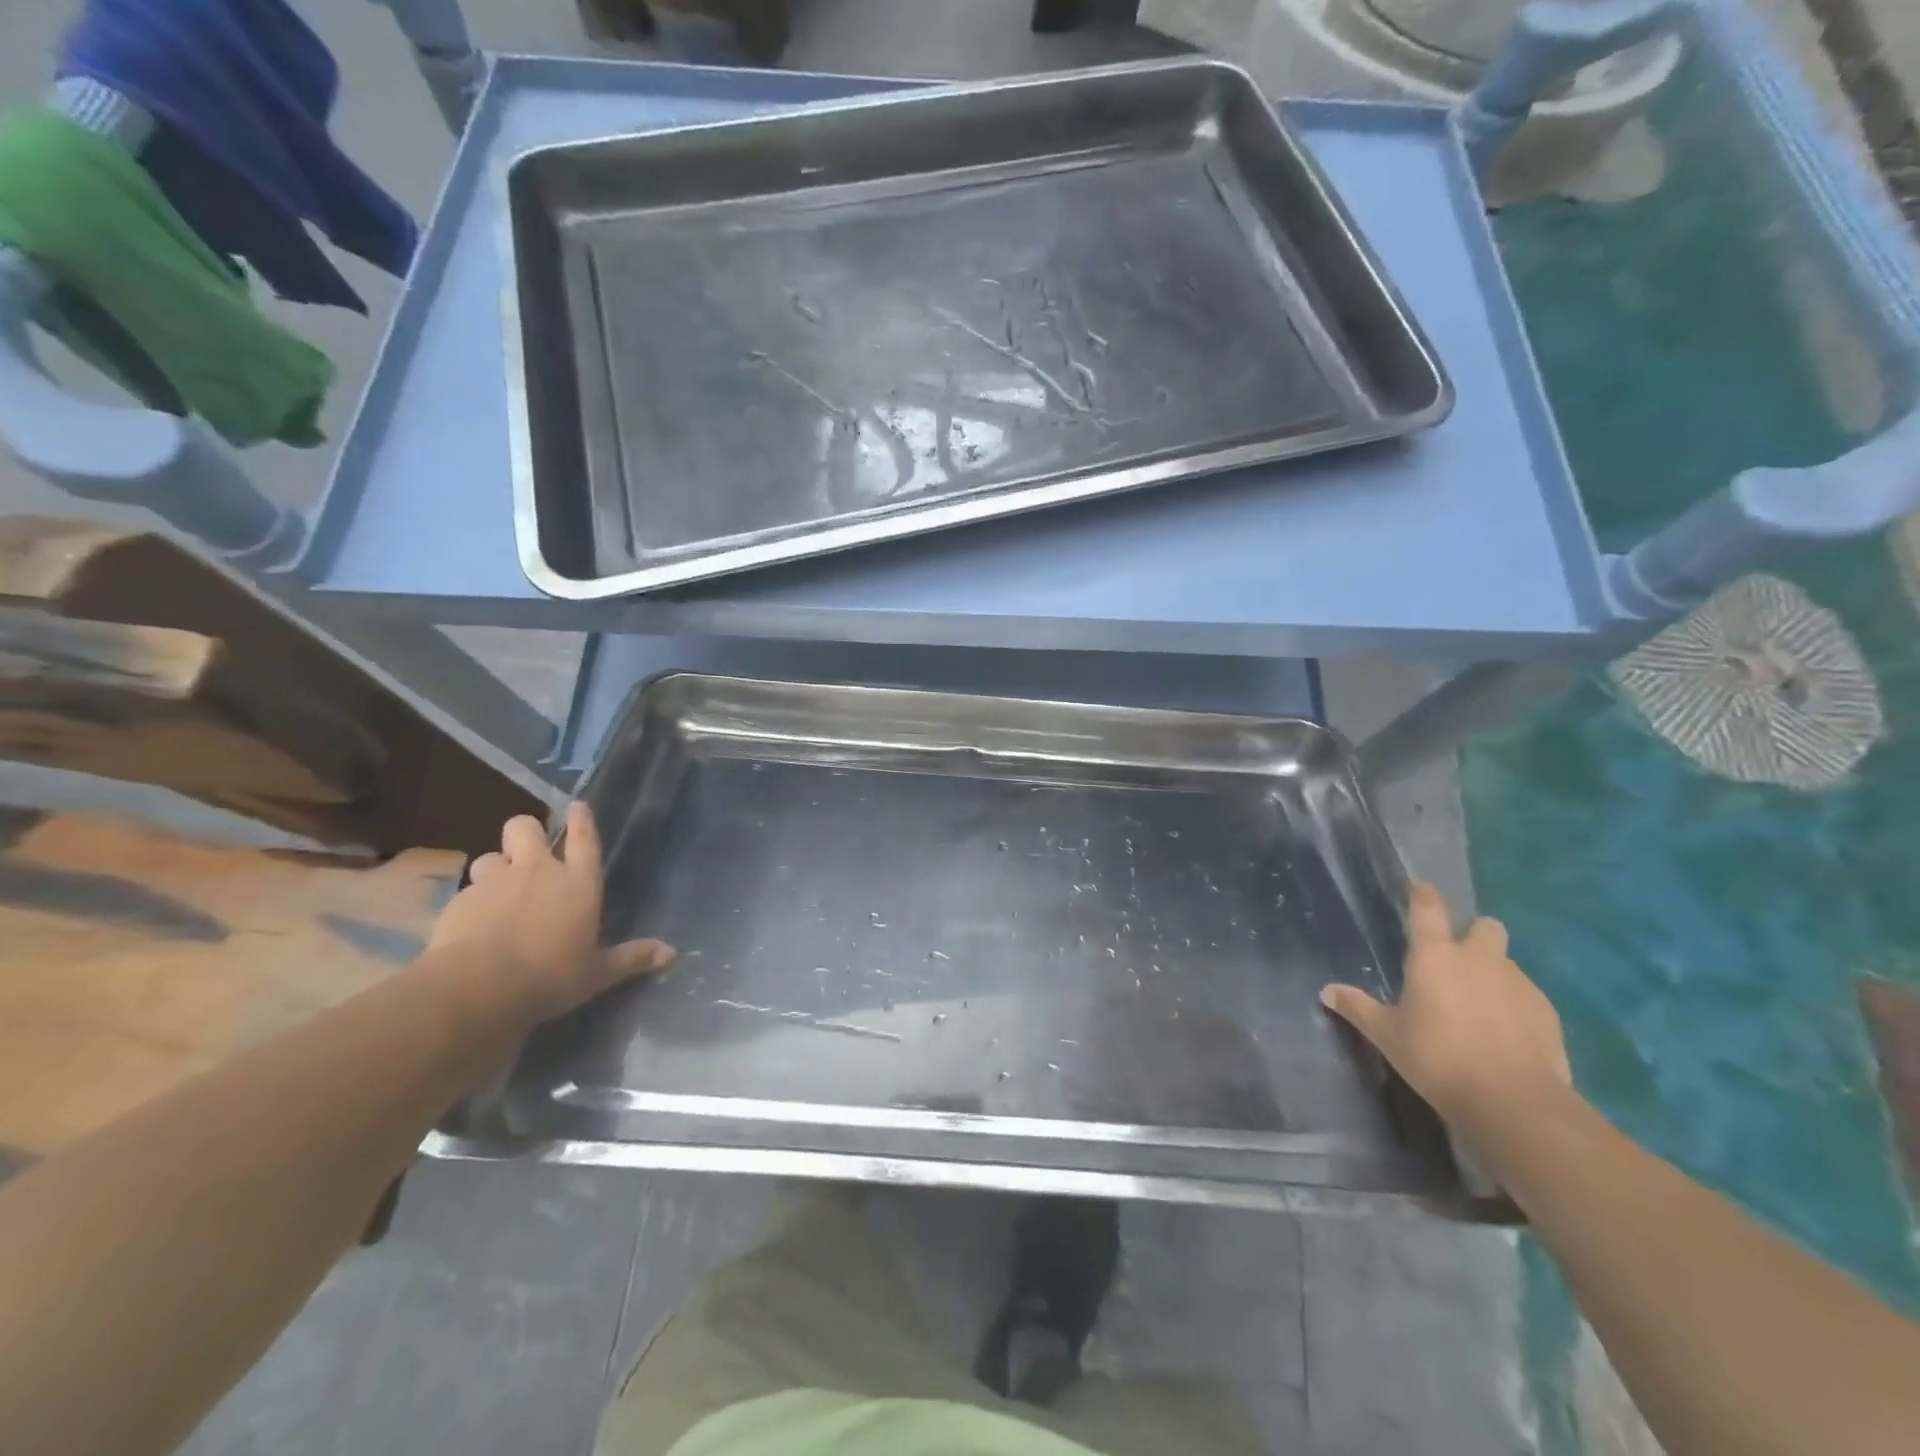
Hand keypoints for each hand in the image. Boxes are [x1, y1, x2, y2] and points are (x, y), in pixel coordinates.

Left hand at [429, 803, 674, 1023]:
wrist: (480, 986)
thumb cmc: (552, 975)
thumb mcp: (599, 972)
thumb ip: (632, 958)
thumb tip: (672, 953)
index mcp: (578, 881)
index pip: (584, 838)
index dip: (581, 819)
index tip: (577, 806)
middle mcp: (538, 871)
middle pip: (525, 827)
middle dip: (526, 834)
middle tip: (528, 854)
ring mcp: (495, 882)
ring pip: (489, 856)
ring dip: (494, 869)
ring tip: (497, 892)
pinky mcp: (459, 901)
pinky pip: (466, 891)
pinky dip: (471, 903)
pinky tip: (471, 925)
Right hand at [1320, 881, 1569, 1132]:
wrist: (1513, 1101)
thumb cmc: (1437, 1057)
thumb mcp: (1387, 1035)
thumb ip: (1358, 1008)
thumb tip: (1327, 992)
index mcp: (1435, 955)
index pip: (1428, 908)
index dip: (1424, 895)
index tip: (1421, 888)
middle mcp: (1478, 959)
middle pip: (1484, 927)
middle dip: (1474, 935)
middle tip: (1457, 960)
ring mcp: (1519, 983)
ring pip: (1506, 962)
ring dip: (1493, 973)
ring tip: (1478, 1006)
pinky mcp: (1547, 1012)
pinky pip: (1526, 995)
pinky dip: (1514, 1005)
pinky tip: (1504, 1034)